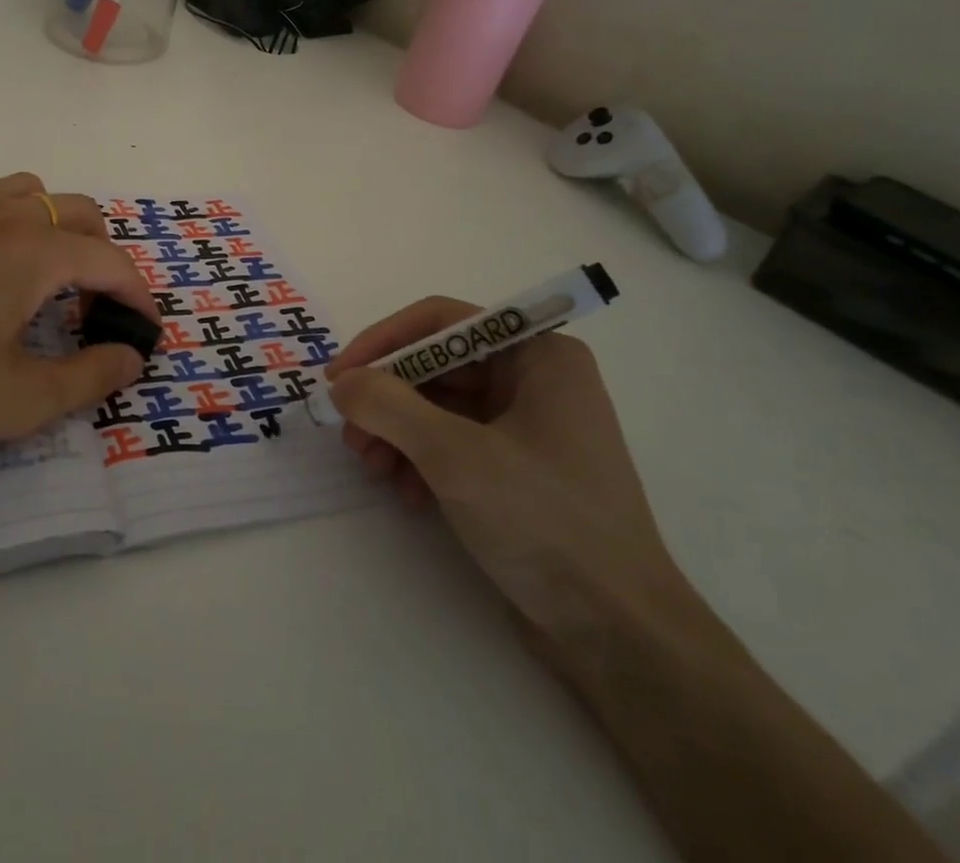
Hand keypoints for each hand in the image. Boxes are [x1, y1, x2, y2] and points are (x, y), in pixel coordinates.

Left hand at [0, 174, 154, 488]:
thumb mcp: (20, 403)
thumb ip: (90, 377)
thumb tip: (131, 356)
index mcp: (32, 253)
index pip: (110, 260)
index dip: (138, 295)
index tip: (142, 331)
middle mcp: (0, 217)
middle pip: (80, 212)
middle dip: (103, 256)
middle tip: (91, 310)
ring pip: (31, 193)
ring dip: (57, 228)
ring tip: (45, 279)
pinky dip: (10, 226)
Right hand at [327, 298, 692, 650]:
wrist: (621, 637)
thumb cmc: (547, 524)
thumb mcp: (457, 457)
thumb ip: (389, 407)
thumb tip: (342, 384)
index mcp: (539, 355)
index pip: (442, 322)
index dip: (383, 343)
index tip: (338, 377)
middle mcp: (535, 379)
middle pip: (436, 365)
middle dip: (387, 399)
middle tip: (351, 435)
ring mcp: (528, 425)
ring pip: (439, 405)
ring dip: (397, 432)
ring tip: (373, 469)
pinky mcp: (518, 468)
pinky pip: (453, 442)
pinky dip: (422, 460)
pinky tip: (408, 495)